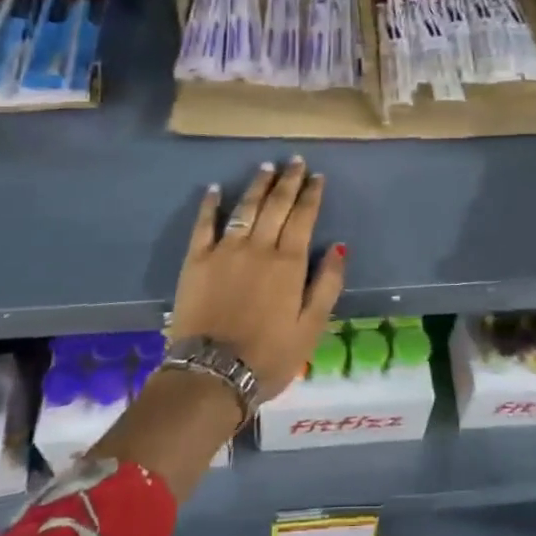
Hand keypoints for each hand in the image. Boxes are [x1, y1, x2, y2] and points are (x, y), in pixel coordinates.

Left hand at [171, 158, 346, 403]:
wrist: (212, 374)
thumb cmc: (269, 356)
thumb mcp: (311, 327)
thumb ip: (327, 284)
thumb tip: (339, 246)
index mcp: (289, 263)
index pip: (303, 217)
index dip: (311, 194)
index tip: (317, 176)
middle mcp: (258, 247)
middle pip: (276, 205)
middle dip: (288, 181)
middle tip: (295, 161)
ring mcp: (225, 251)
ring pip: (245, 207)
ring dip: (257, 185)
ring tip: (266, 167)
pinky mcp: (196, 260)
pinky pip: (204, 224)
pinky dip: (210, 204)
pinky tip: (215, 189)